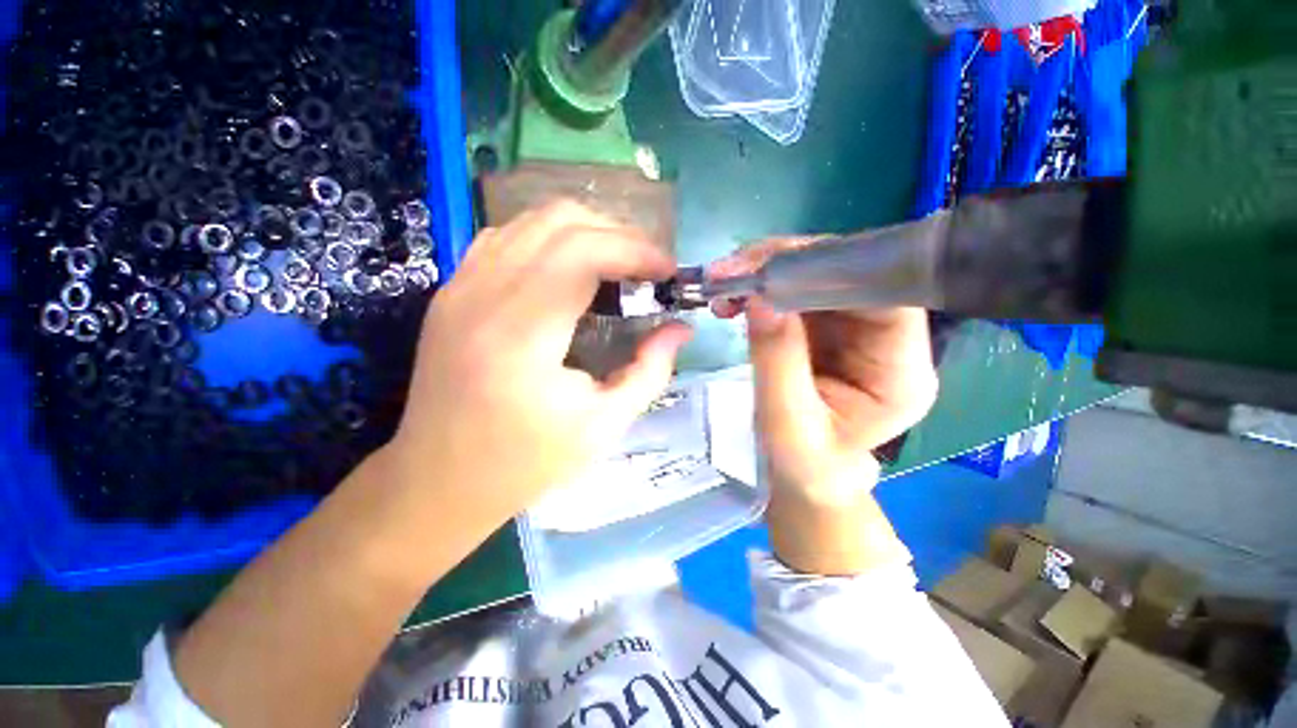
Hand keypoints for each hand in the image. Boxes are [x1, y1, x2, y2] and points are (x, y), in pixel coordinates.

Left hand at [388, 201, 691, 521]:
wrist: (438, 481)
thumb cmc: (524, 463)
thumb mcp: (603, 426)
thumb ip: (649, 370)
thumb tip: (680, 329)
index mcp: (521, 334)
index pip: (583, 252)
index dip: (636, 250)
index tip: (668, 271)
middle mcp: (482, 295)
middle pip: (560, 222)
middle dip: (617, 234)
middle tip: (647, 269)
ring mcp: (459, 287)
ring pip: (531, 220)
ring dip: (585, 231)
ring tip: (616, 265)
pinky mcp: (452, 292)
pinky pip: (507, 237)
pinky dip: (550, 239)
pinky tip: (569, 270)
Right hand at [711, 239, 937, 504]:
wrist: (806, 475)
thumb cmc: (805, 464)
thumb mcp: (785, 421)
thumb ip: (776, 360)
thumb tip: (759, 295)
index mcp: (901, 373)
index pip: (888, 297)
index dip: (836, 271)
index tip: (772, 268)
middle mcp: (888, 341)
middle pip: (851, 276)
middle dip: (788, 264)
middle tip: (731, 270)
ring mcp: (858, 329)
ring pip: (820, 276)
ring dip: (769, 272)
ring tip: (724, 283)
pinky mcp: (830, 327)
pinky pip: (799, 291)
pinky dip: (764, 287)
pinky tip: (735, 296)